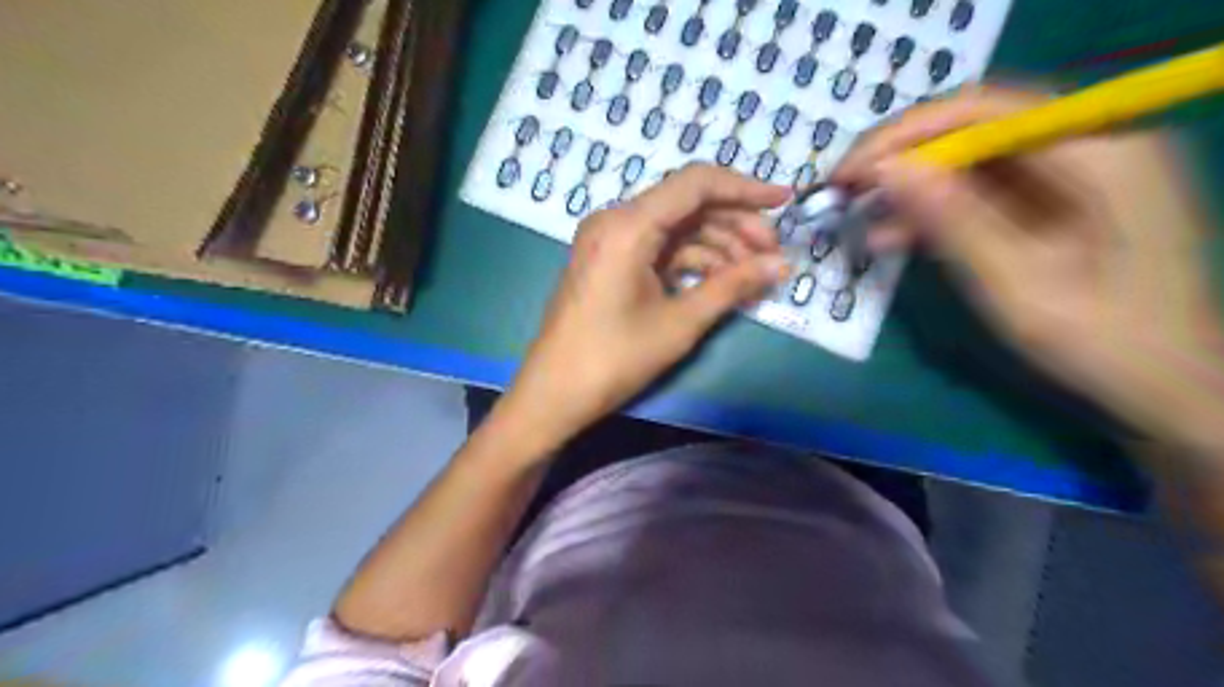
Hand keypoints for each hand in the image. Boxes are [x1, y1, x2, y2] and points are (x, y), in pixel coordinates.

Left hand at [496, 164, 793, 446]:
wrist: (554, 394)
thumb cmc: (613, 359)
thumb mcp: (680, 323)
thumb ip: (732, 286)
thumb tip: (782, 265)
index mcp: (627, 225)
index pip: (696, 183)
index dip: (746, 188)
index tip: (785, 201)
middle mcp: (616, 221)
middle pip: (688, 205)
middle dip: (736, 225)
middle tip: (772, 255)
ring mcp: (610, 241)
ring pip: (677, 229)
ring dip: (718, 246)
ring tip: (753, 274)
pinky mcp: (611, 261)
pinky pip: (660, 249)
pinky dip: (693, 262)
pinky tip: (722, 281)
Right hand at [832, 86, 1222, 440]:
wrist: (1168, 385)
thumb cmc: (1102, 343)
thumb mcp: (1017, 284)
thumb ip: (953, 220)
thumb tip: (886, 170)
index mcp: (1099, 151)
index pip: (982, 110)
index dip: (904, 133)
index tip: (847, 172)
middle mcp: (1090, 142)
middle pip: (975, 126)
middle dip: (903, 158)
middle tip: (845, 192)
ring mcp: (1075, 170)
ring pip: (972, 159)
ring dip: (913, 187)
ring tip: (862, 220)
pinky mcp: (1058, 198)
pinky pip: (984, 189)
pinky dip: (937, 210)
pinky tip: (897, 235)